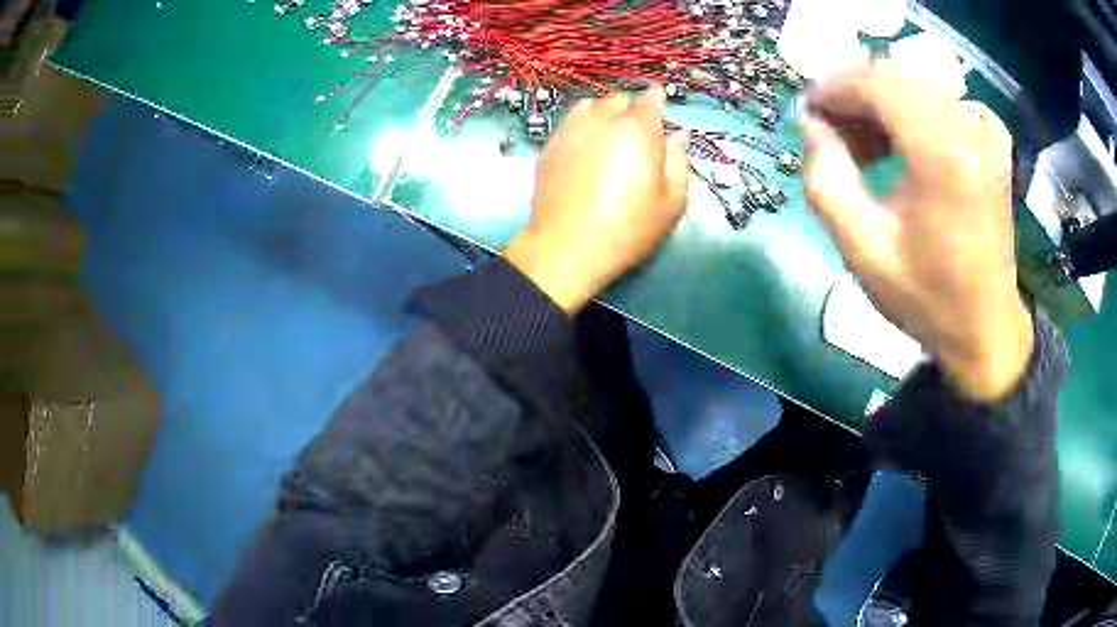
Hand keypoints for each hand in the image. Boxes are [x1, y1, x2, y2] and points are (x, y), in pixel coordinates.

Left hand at [504, 87, 689, 314]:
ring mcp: (571, 130)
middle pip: (619, 100)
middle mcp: (602, 120)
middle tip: (636, 134)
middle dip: (631, 110)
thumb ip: (679, 162)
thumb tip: (678, 136)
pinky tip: (585, 148)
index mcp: (638, 130)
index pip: (650, 100)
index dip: (658, 99)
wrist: (567, 246)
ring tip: (608, 135)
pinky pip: (569, 123)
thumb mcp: (671, 203)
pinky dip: (582, 126)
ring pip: (590, 106)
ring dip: (603, 114)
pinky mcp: (550, 145)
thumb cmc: (628, 228)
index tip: (661, 102)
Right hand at [802, 62, 1033, 401]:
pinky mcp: (990, 138)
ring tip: (859, 141)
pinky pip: (938, 98)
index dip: (836, 88)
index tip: (809, 108)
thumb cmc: (928, 297)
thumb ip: (825, 179)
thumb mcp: (863, 249)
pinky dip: (909, 109)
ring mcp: (985, 130)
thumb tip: (811, 123)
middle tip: (829, 124)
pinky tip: (896, 142)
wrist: (986, 326)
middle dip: (854, 90)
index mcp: (943, 157)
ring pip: (916, 80)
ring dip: (880, 100)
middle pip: (897, 73)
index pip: (878, 84)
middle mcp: (969, 129)